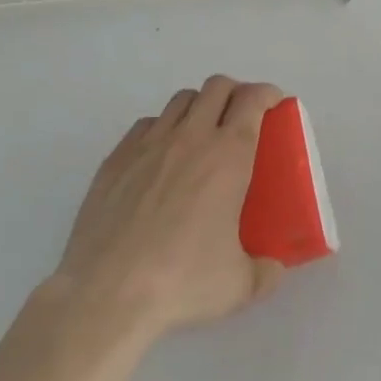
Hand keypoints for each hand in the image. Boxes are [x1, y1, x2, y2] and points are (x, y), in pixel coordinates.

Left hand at [54, 75, 285, 339]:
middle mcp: (192, 136)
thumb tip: (274, 267)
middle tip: (240, 117)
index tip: (274, 105)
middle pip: (218, 86)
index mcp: (229, 154)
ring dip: (199, 107)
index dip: (268, 94)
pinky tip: (160, 157)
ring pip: (182, 99)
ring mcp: (151, 142)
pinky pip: (147, 124)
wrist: (106, 294)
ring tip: (200, 134)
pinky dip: (161, 129)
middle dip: (235, 93)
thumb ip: (264, 272)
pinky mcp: (117, 156)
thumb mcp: (238, 285)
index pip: (253, 99)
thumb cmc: (181, 281)